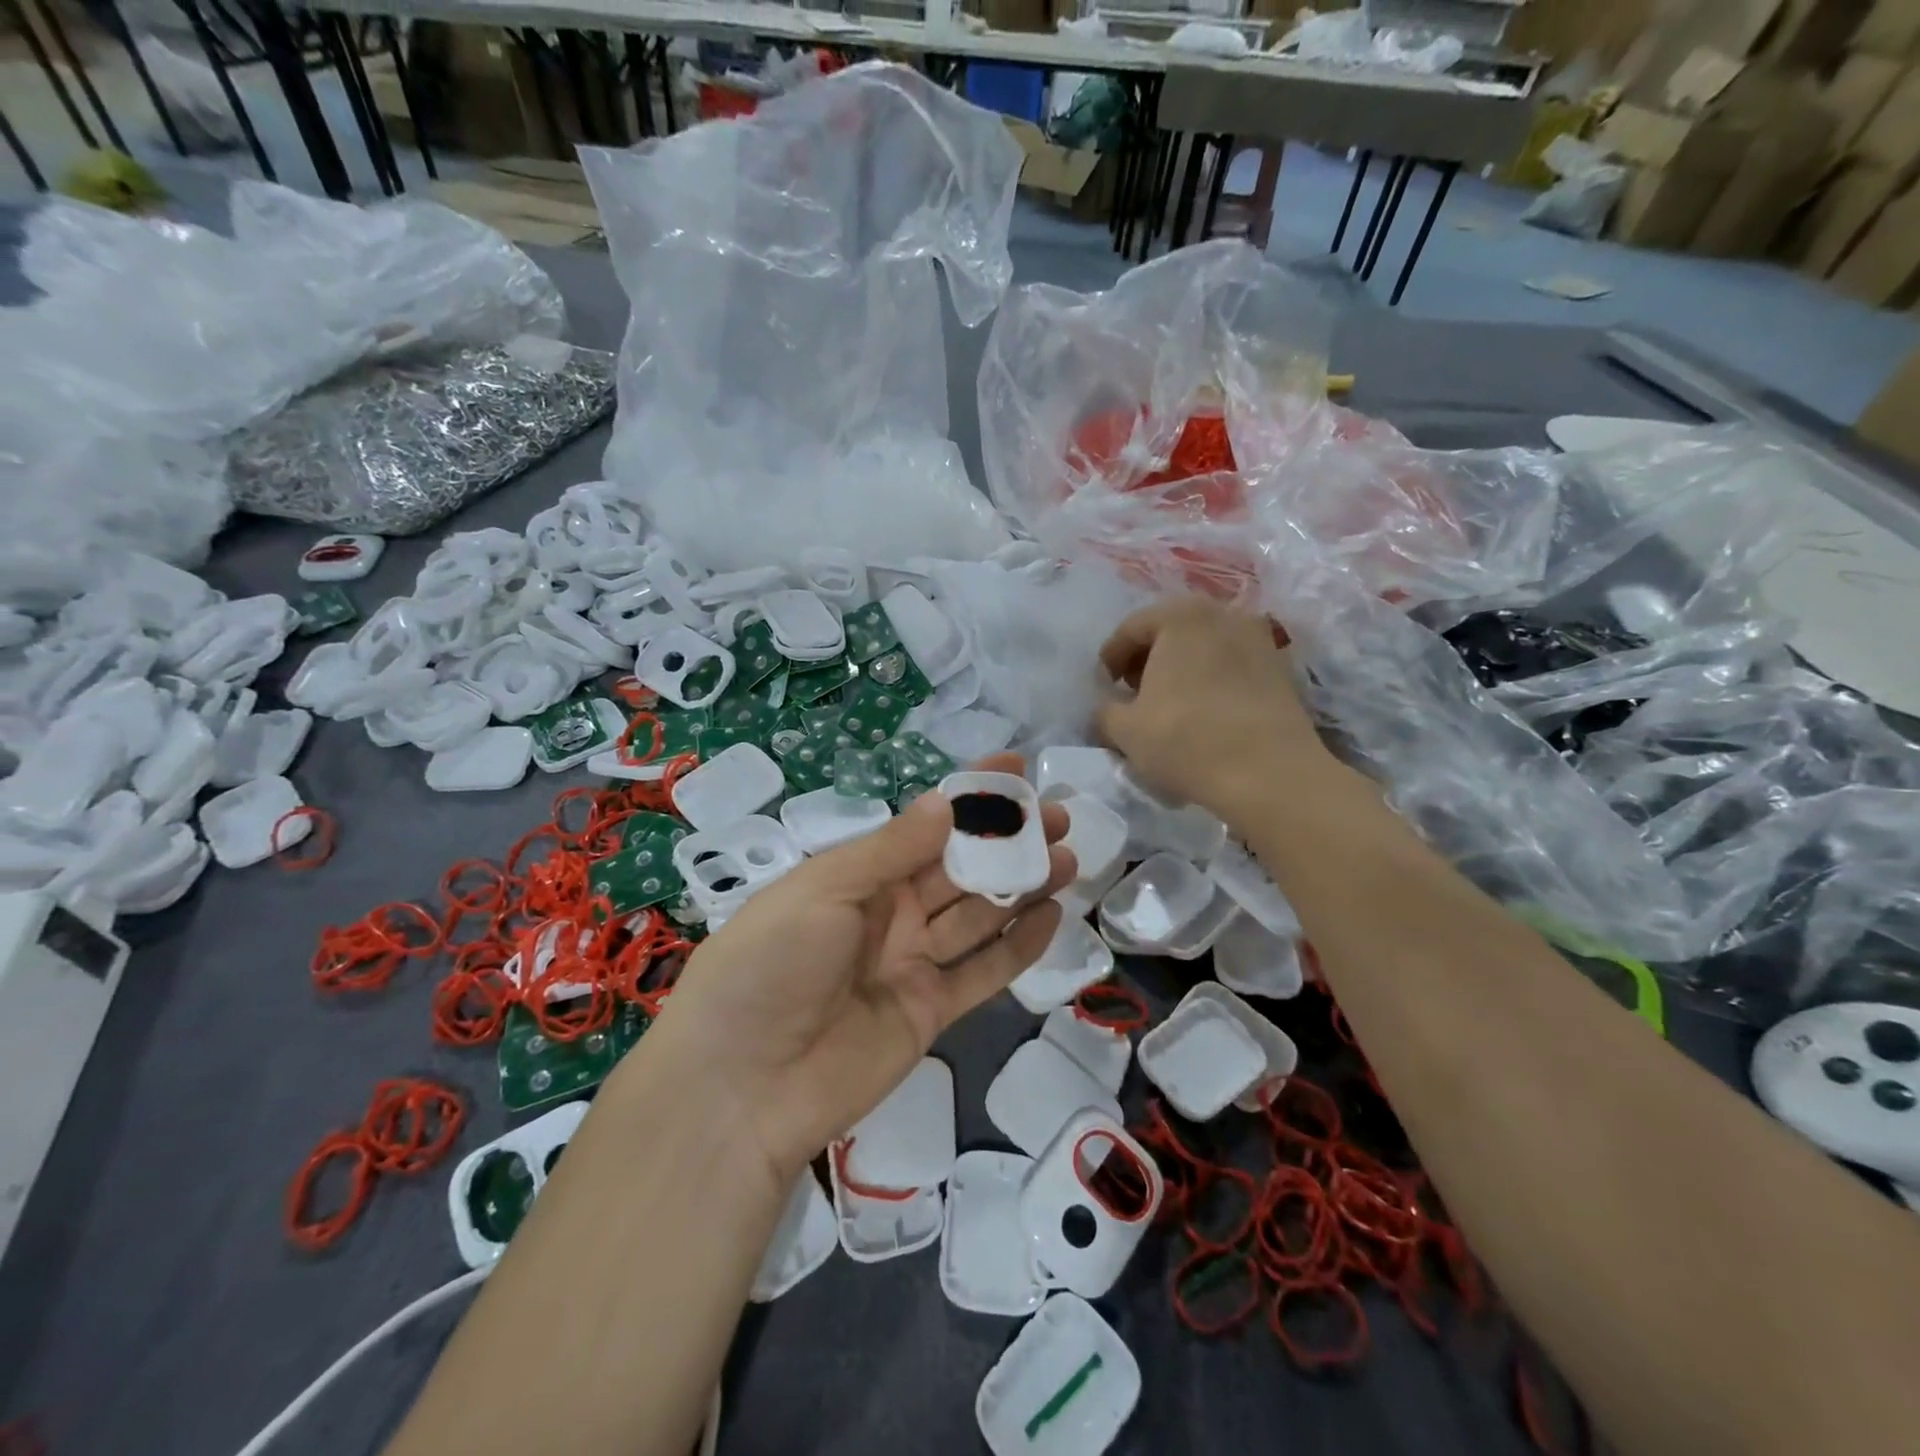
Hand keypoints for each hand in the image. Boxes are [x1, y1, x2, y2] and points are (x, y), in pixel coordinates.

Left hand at [639, 754, 1074, 1185]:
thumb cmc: (770, 965)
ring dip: (1022, 886)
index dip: (967, 797)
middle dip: (1007, 840)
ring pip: (978, 916)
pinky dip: (1018, 946)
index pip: (923, 826)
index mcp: (856, 876)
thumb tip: (946, 801)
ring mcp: (910, 964)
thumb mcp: (824, 891)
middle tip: (1060, 816)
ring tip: (1069, 857)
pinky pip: (982, 972)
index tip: (1015, 768)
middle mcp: (887, 914)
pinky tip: (1052, 915)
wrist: (740, 1089)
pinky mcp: (930, 1012)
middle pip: (958, 869)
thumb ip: (890, 851)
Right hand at [1096, 597, 1330, 820]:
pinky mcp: (1280, 670)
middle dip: (1147, 661)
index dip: (1110, 659)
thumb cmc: (1185, 739)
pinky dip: (1210, 682)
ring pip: (1204, 649)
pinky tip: (1202, 715)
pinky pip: (1231, 667)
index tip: (1104, 688)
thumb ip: (1104, 712)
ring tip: (1168, 707)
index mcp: (1181, 615)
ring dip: (1180, 671)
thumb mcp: (1125, 729)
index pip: (1131, 629)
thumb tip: (1106, 712)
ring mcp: (1258, 640)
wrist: (1268, 774)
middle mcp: (1223, 614)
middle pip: (1170, 632)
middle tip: (1133, 695)